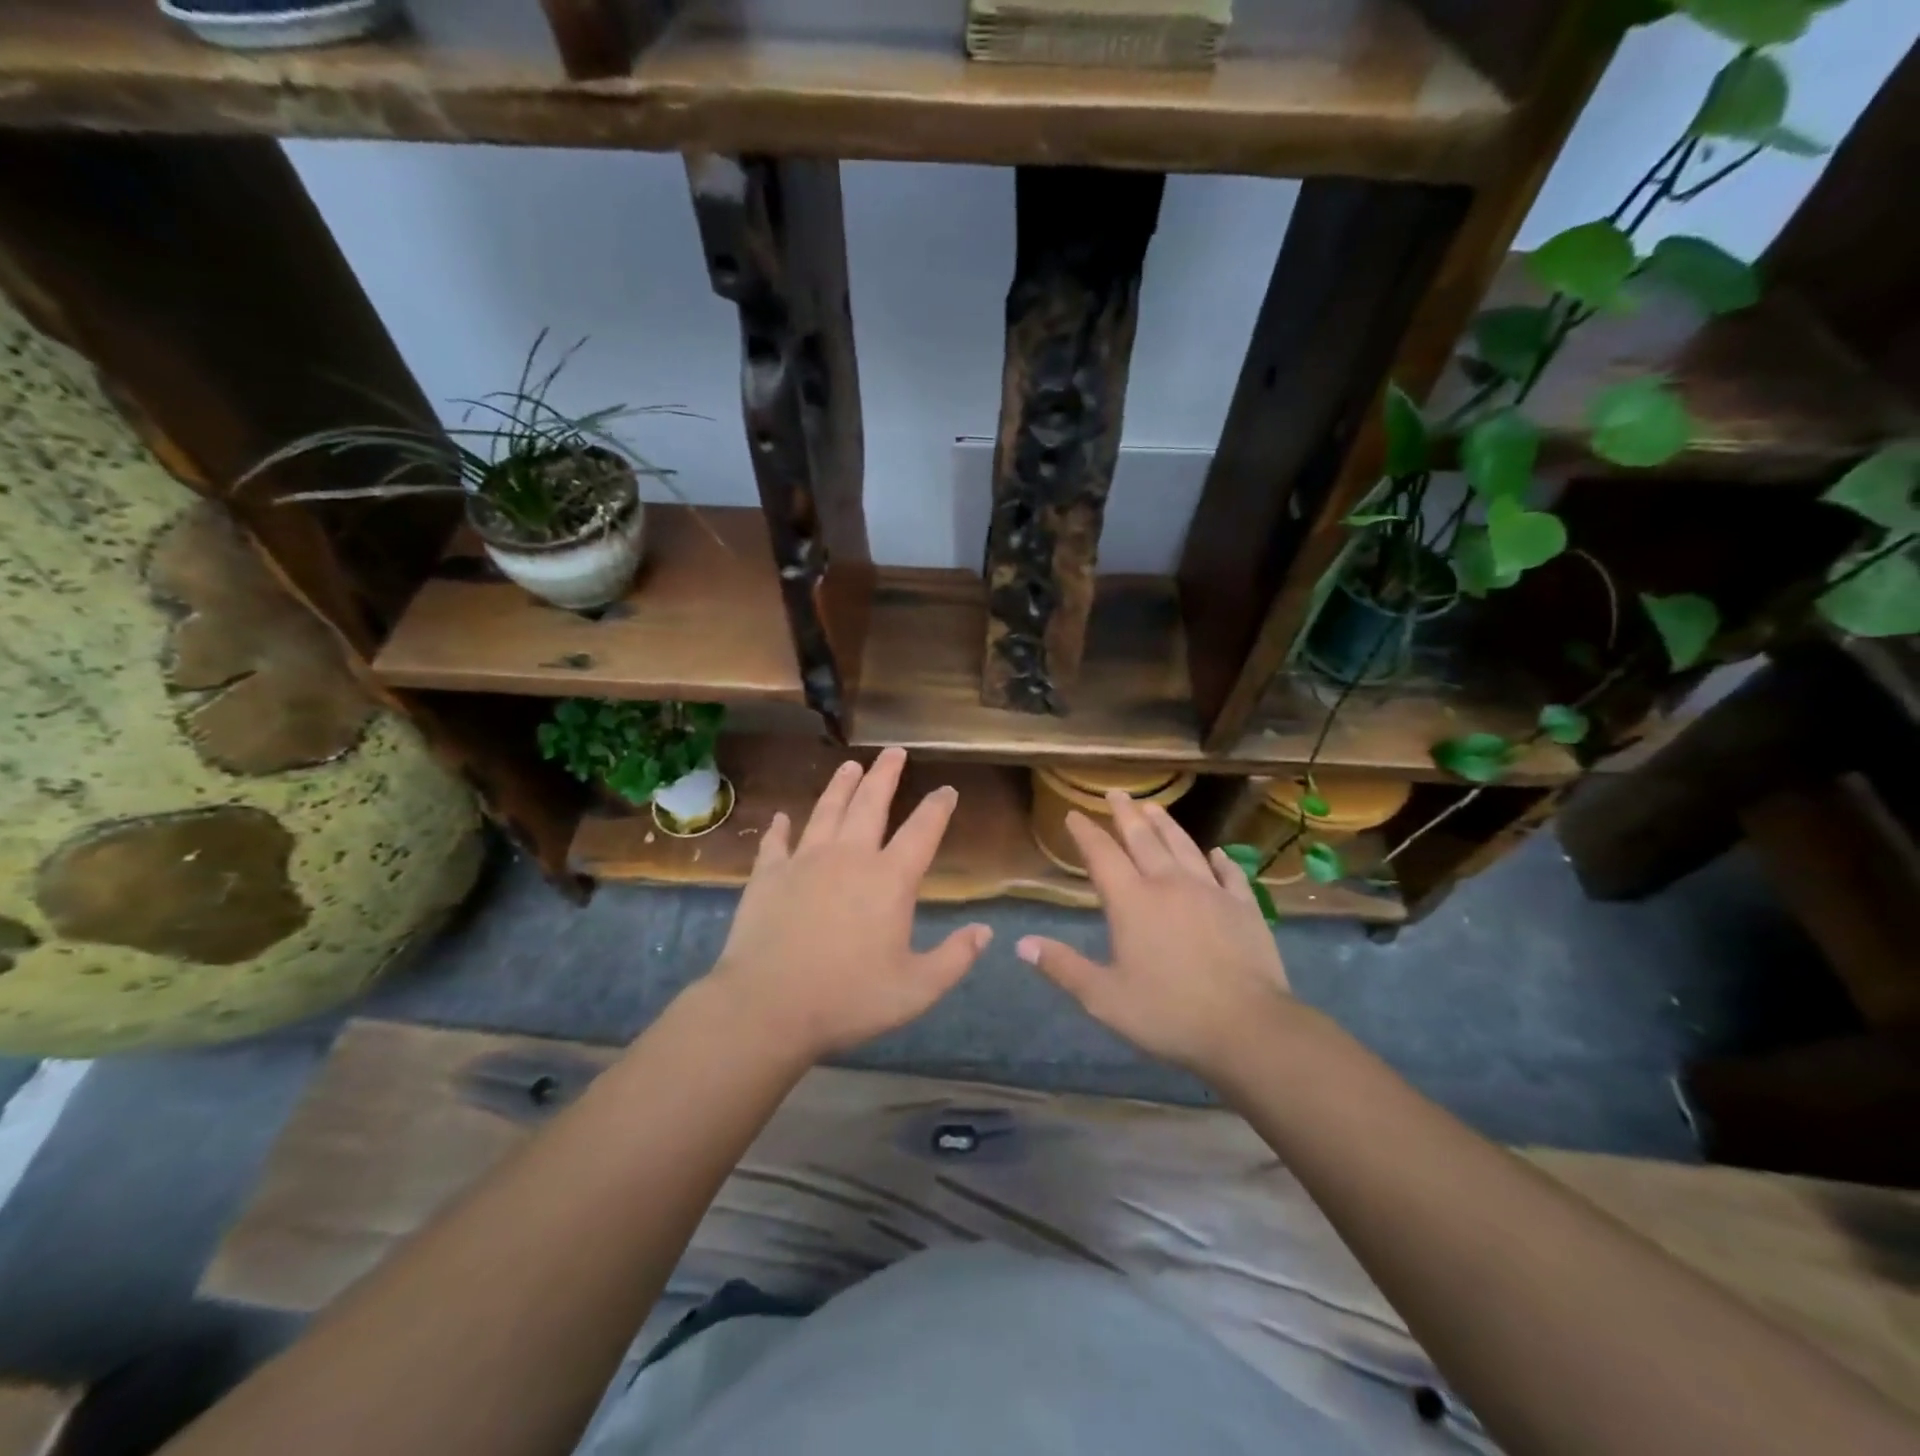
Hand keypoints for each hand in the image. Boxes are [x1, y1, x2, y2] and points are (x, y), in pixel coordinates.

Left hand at [709, 747, 991, 1060]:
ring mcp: (805, 861)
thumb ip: (955, 958)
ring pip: (826, 810)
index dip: (938, 807)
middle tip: (894, 751)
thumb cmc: (849, 999)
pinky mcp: (768, 875)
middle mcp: (849, 857)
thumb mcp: (916, 989)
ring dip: (840, 785)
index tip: (947, 790)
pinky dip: (780, 827)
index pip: (922, 831)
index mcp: (889, 879)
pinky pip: (776, 842)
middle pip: (871, 804)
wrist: (768, 1006)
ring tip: (850, 764)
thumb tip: (985, 931)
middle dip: (886, 775)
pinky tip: (781, 817)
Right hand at [1016, 793, 1299, 1077]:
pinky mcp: (1243, 907)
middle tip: (1117, 793)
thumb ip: (1063, 967)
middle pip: (1143, 839)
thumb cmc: (1168, 1012)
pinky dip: (1220, 860)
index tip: (1074, 814)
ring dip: (1166, 824)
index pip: (1103, 855)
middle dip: (1126, 814)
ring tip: (1155, 807)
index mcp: (1132, 902)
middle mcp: (1169, 884)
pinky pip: (1229, 874)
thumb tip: (1022, 944)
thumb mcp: (1104, 998)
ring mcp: (1210, 892)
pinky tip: (1217, 853)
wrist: (1247, 1027)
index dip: (1086, 833)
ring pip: (1184, 846)